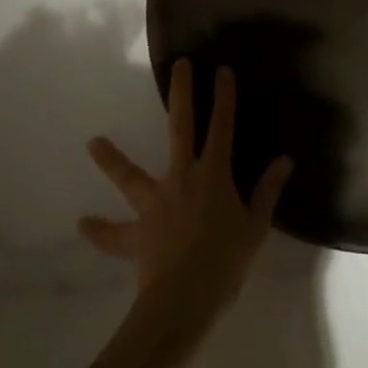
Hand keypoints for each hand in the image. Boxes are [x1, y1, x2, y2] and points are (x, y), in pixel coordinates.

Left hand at [81, 60, 292, 331]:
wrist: (184, 301)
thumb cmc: (226, 262)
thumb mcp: (256, 227)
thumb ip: (267, 191)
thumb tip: (284, 161)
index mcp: (213, 174)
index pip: (223, 127)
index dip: (224, 98)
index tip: (222, 70)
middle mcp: (182, 178)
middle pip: (180, 128)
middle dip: (181, 94)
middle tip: (179, 66)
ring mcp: (155, 204)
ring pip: (130, 176)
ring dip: (112, 159)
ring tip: (92, 142)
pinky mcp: (137, 233)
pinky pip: (115, 234)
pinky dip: (100, 231)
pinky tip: (83, 224)